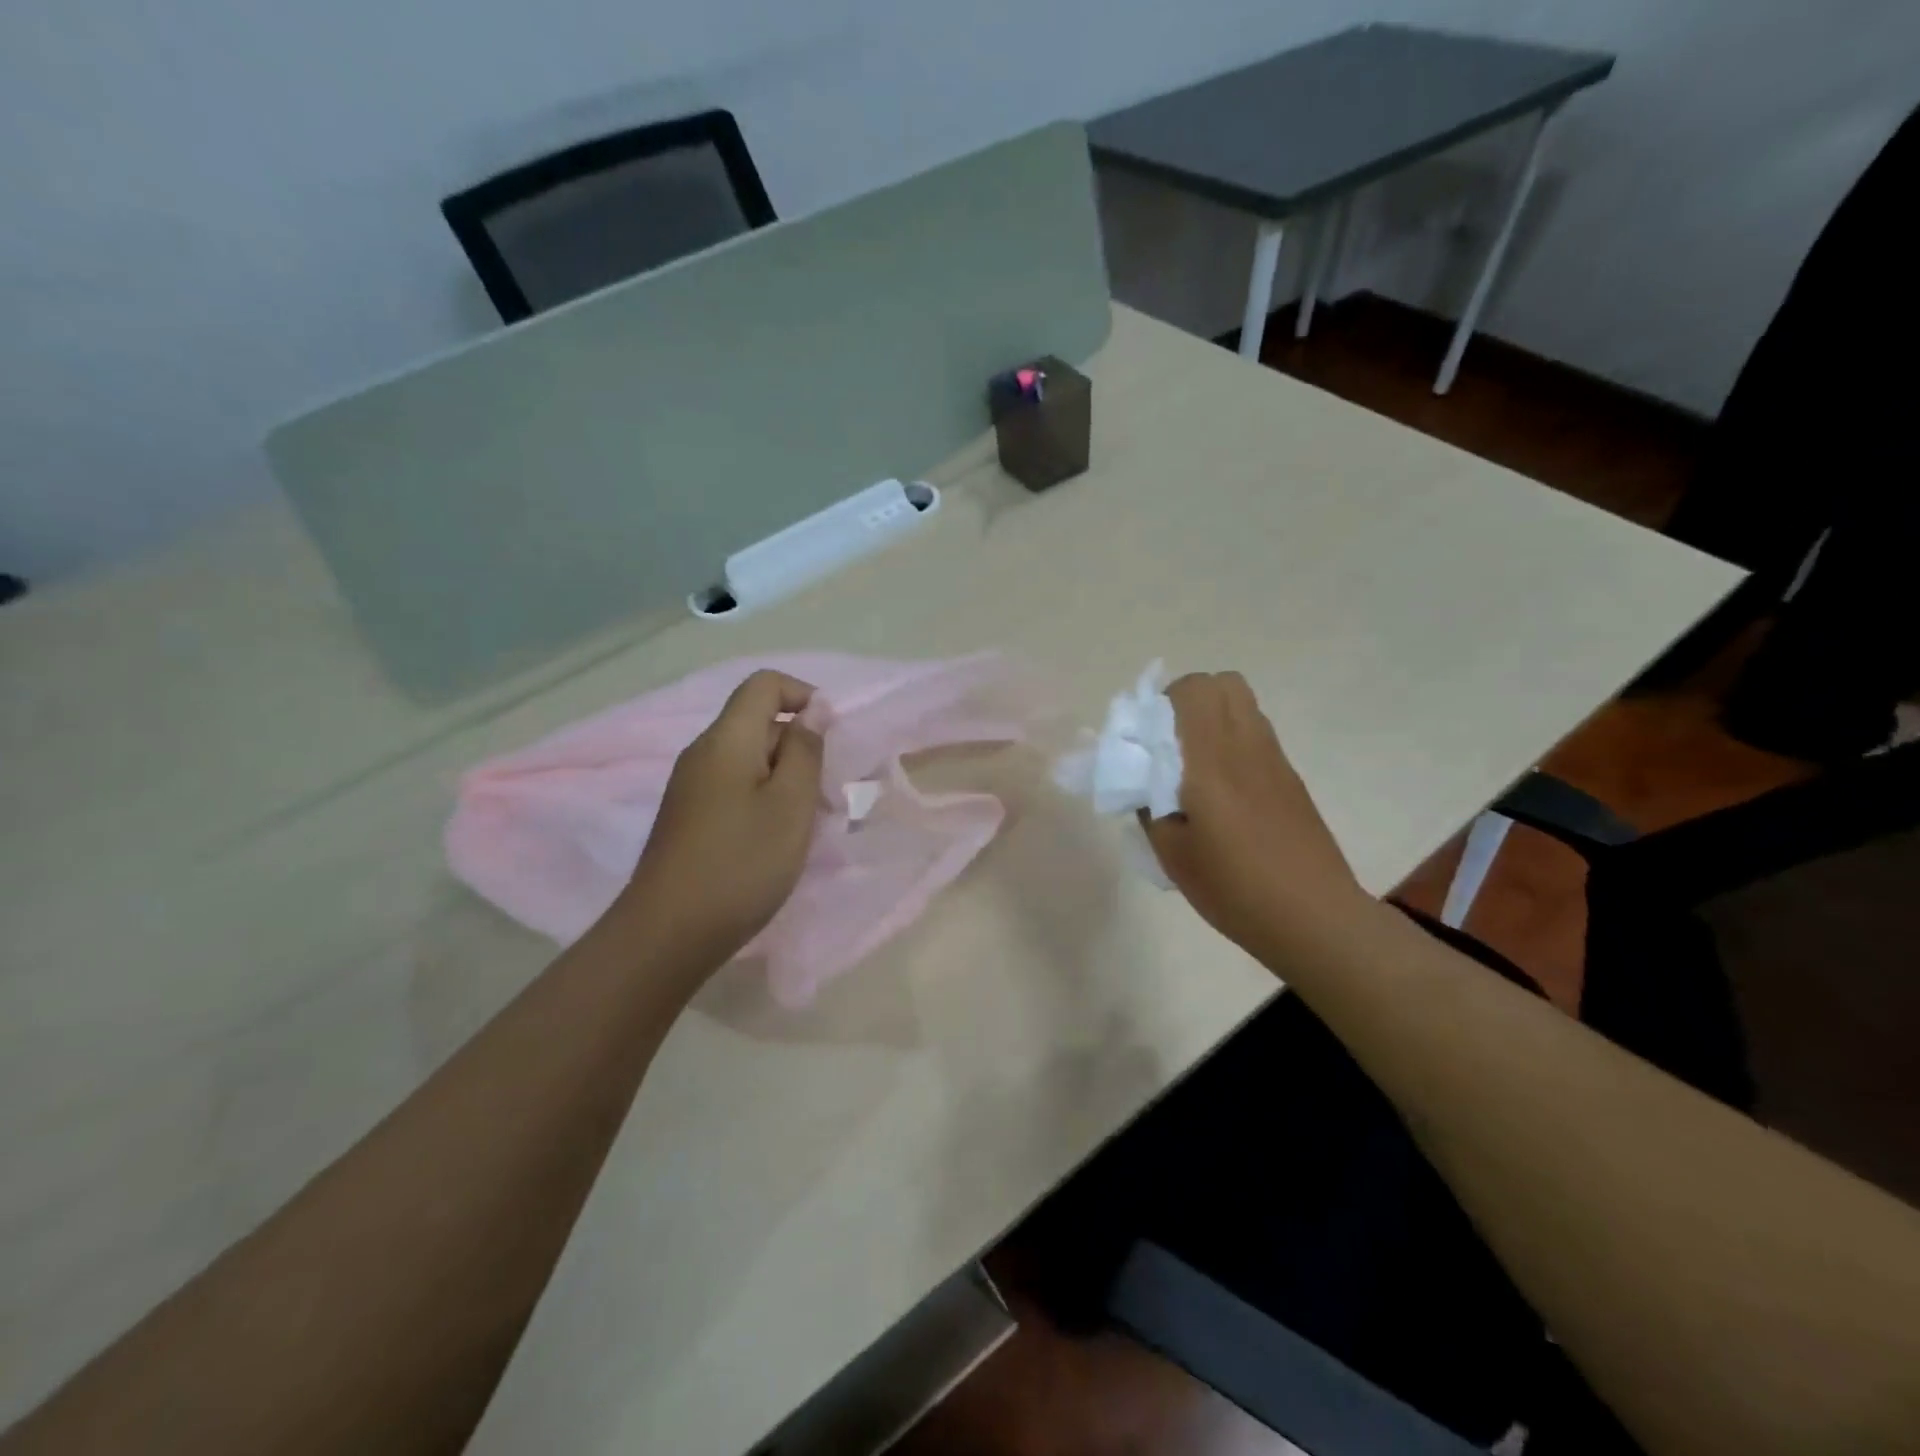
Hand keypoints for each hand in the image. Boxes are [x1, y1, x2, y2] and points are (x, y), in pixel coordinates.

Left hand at [621, 670, 825, 969]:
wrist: (668, 934)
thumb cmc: (741, 864)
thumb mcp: (790, 805)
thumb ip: (806, 751)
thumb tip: (813, 710)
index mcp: (726, 740)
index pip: (764, 685)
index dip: (804, 696)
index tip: (831, 738)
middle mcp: (703, 753)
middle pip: (758, 722)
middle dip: (800, 747)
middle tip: (825, 796)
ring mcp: (691, 786)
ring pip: (749, 760)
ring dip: (785, 779)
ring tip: (805, 824)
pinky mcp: (689, 816)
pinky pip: (734, 787)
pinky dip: (764, 800)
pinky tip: (775, 840)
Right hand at [1142, 672, 1365, 962]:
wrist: (1314, 917)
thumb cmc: (1233, 888)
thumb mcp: (1172, 853)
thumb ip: (1150, 806)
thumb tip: (1146, 782)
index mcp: (1212, 760)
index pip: (1193, 690)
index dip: (1163, 701)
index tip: (1147, 737)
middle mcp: (1246, 746)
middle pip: (1223, 683)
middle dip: (1188, 700)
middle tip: (1169, 742)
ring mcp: (1275, 760)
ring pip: (1244, 705)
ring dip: (1213, 718)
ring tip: (1194, 765)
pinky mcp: (1291, 778)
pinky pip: (1257, 734)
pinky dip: (1233, 741)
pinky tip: (1223, 790)